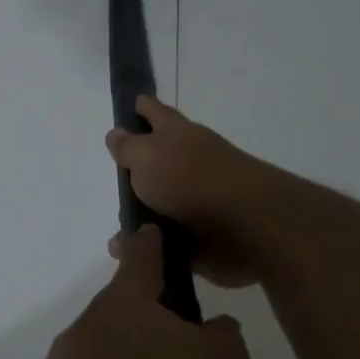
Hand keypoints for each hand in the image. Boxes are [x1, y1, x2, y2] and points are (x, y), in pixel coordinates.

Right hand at [104, 97, 284, 287]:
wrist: (244, 224)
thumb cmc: (189, 178)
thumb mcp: (146, 156)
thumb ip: (128, 147)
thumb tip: (115, 133)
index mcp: (177, 134)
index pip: (155, 112)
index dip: (142, 107)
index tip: (132, 104)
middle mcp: (190, 162)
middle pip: (159, 160)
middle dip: (140, 168)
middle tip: (115, 178)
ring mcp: (199, 199)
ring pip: (163, 203)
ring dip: (142, 216)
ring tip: (117, 234)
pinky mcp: (204, 234)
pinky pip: (170, 239)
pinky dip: (154, 245)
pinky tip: (133, 254)